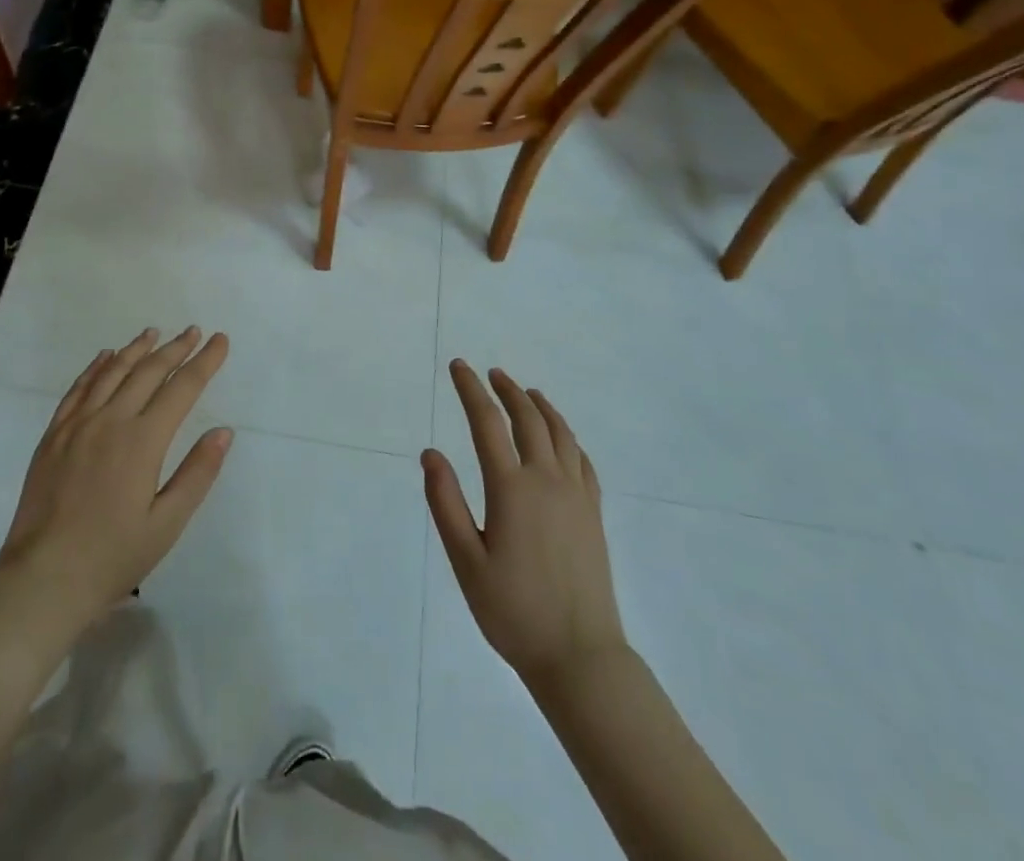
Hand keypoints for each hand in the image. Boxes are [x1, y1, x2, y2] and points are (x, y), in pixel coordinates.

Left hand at [0, 327, 232, 638]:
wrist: (43, 579)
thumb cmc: (112, 556)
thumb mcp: (167, 524)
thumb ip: (197, 473)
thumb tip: (223, 431)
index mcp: (143, 441)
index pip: (182, 389)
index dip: (204, 362)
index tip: (220, 340)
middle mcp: (111, 421)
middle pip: (149, 372)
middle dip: (175, 348)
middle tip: (193, 331)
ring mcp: (78, 425)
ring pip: (112, 372)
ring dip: (137, 349)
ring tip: (154, 332)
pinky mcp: (54, 435)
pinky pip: (79, 388)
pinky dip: (96, 367)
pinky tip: (106, 357)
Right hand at [424, 360, 625, 688]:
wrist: (580, 657)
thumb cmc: (513, 612)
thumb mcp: (466, 561)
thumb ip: (445, 503)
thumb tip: (430, 453)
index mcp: (511, 488)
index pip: (487, 422)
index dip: (470, 389)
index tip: (458, 366)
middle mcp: (547, 480)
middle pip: (527, 418)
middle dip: (506, 390)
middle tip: (490, 372)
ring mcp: (576, 495)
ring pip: (560, 433)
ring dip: (540, 406)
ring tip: (525, 392)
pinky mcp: (593, 513)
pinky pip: (582, 459)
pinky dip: (567, 436)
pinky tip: (561, 438)